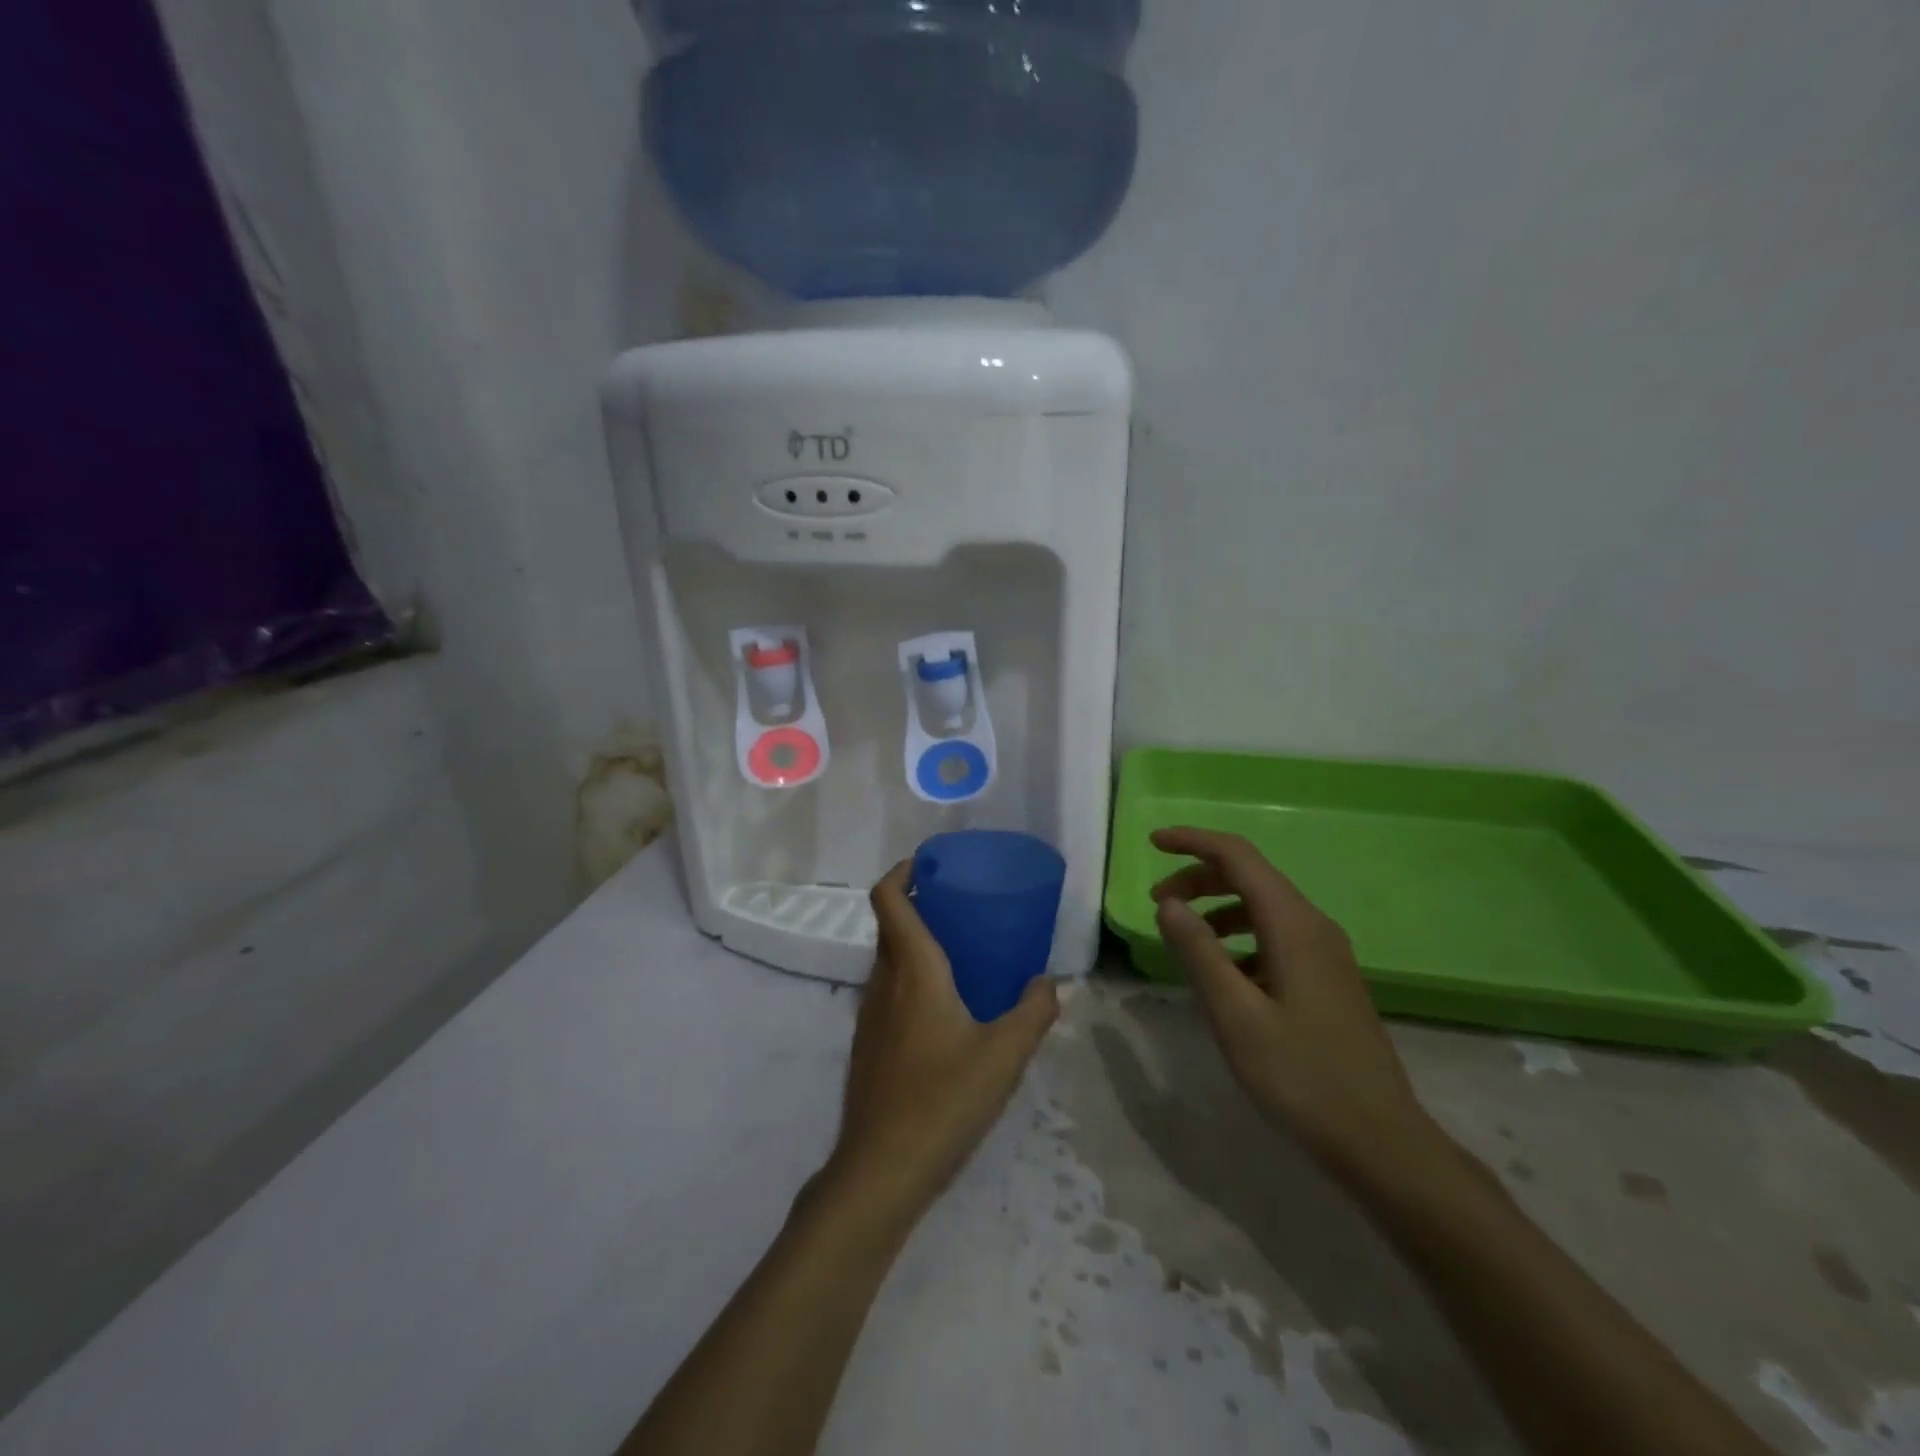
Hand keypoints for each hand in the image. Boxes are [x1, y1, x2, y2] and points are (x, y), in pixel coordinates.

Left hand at [823, 861, 1058, 1223]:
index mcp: (912, 970)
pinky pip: (888, 993)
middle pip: (890, 926)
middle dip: (919, 907)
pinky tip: (946, 1013)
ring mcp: (869, 1016)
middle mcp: (883, 982)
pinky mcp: (868, 1046)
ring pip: (888, 961)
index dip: (902, 872)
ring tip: (961, 956)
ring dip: (916, 945)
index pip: (888, 899)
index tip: (929, 864)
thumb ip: (1034, 1012)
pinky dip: (911, 981)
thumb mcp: (1004, 1054)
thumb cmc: (943, 1099)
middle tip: (961, 908)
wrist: (881, 1169)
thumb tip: (1051, 982)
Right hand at [1150, 827, 1436, 1175]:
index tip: (1152, 842)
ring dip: (1216, 908)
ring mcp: (1325, 953)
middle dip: (1199, 878)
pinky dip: (1238, 936)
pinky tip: (1221, 973)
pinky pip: (1274, 936)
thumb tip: (1168, 903)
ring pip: (1262, 907)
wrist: (1380, 1141)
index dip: (1193, 841)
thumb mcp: (1236, 1015)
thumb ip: (1199, 952)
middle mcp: (1313, 927)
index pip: (1238, 857)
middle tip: (1158, 903)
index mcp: (1294, 925)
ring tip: (1182, 936)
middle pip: (1250, 877)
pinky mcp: (1326, 978)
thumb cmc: (1302, 1077)